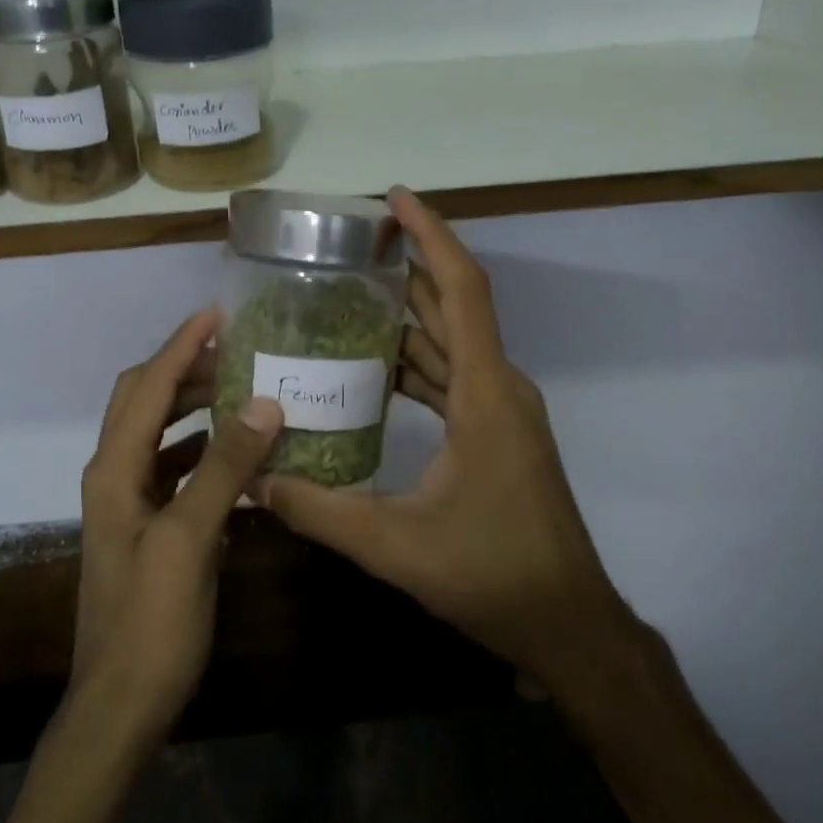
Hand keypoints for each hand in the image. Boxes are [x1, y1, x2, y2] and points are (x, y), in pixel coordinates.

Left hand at [72, 307, 284, 746]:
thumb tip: (263, 402)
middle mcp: (115, 474)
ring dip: (195, 406)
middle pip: (145, 400)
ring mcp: (129, 502)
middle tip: (240, 352)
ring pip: (160, 432)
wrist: (120, 707)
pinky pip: (174, 467)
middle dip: (187, 369)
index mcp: (114, 469)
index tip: (218, 313)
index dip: (181, 346)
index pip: (148, 387)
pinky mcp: (147, 527)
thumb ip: (224, 468)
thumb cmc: (151, 624)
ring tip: (243, 391)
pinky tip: (238, 454)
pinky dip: (202, 448)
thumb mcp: (190, 540)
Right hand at [260, 189, 634, 689]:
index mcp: (484, 394)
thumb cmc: (493, 575)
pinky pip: (451, 376)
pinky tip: (370, 369)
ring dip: (407, 316)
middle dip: (408, 266)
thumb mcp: (395, 545)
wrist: (568, 623)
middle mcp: (498, 387)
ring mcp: (500, 409)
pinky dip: (414, 362)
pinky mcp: (496, 431)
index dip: (432, 237)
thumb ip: (320, 511)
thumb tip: (254, 482)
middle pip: (452, 306)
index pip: (463, 291)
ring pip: (450, 342)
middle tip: (349, 245)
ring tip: (346, 296)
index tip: (396, 199)